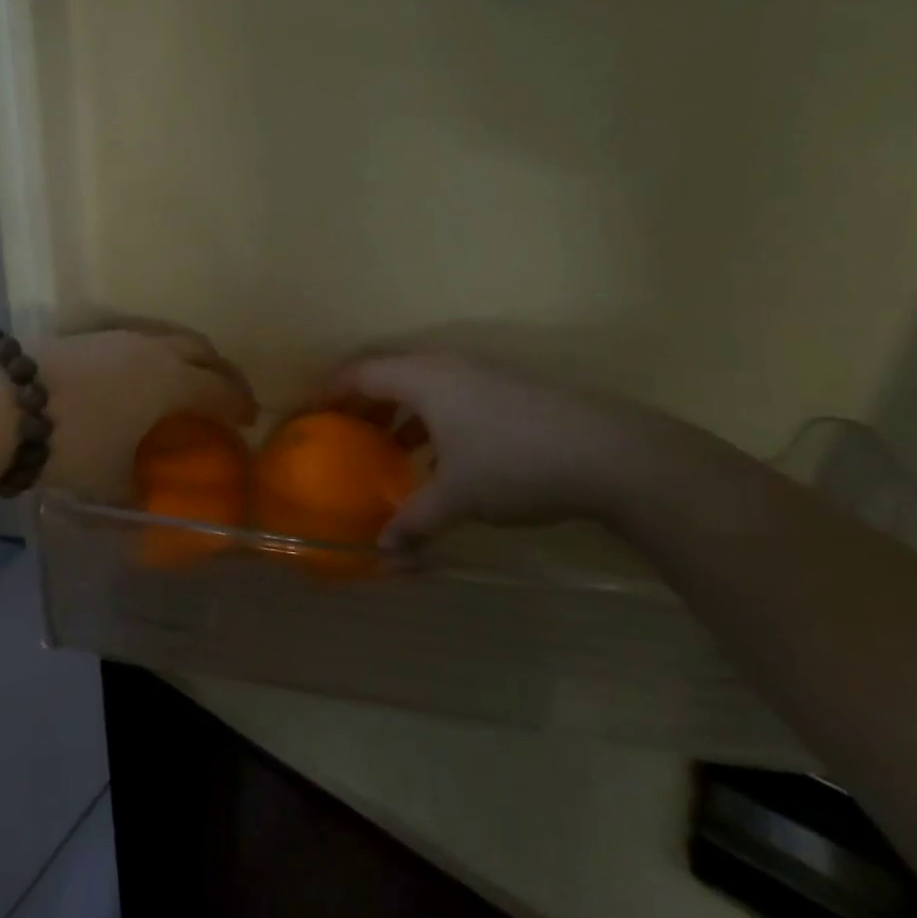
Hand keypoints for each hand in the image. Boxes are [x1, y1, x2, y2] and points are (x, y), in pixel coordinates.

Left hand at [37, 327, 257, 503]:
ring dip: (185, 357)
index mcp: (170, 380)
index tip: (249, 418)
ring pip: (166, 338)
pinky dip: (152, 355)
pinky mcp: (85, 335)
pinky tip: (135, 376)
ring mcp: (116, 337)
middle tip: (228, 393)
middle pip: (201, 349)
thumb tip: (145, 512)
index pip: (218, 388)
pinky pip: (136, 340)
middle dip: (220, 370)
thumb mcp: (108, 479)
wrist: (2, 401)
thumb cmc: (74, 442)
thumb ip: (134, 494)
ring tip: (184, 381)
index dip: (238, 403)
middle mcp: (150, 349)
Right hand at [332, 353, 690, 548]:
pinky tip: (437, 458)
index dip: (329, 390)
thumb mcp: (457, 496)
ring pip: (422, 384)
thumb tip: (384, 552)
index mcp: (422, 377)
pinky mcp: (506, 389)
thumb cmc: (513, 463)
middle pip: (387, 372)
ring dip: (398, 411)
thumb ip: (413, 520)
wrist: (607, 452)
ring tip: (385, 447)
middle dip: (361, 400)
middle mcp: (446, 365)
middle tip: (341, 429)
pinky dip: (430, 419)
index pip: (360, 372)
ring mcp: (480, 373)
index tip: (309, 413)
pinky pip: (449, 395)